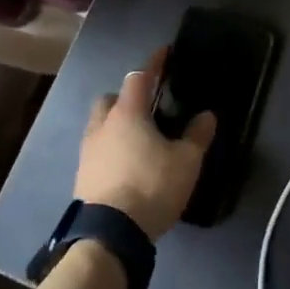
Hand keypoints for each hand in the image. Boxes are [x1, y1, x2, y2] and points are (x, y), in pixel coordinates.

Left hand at [73, 49, 215, 238]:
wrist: (109, 235)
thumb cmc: (150, 186)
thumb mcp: (186, 162)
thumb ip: (197, 136)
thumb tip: (207, 115)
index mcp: (128, 113)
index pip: (139, 77)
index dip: (153, 63)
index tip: (164, 53)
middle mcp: (103, 125)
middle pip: (111, 98)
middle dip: (127, 96)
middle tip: (147, 105)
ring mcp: (88, 151)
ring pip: (100, 124)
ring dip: (115, 123)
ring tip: (137, 136)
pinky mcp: (82, 176)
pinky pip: (97, 149)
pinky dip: (110, 148)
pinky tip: (126, 162)